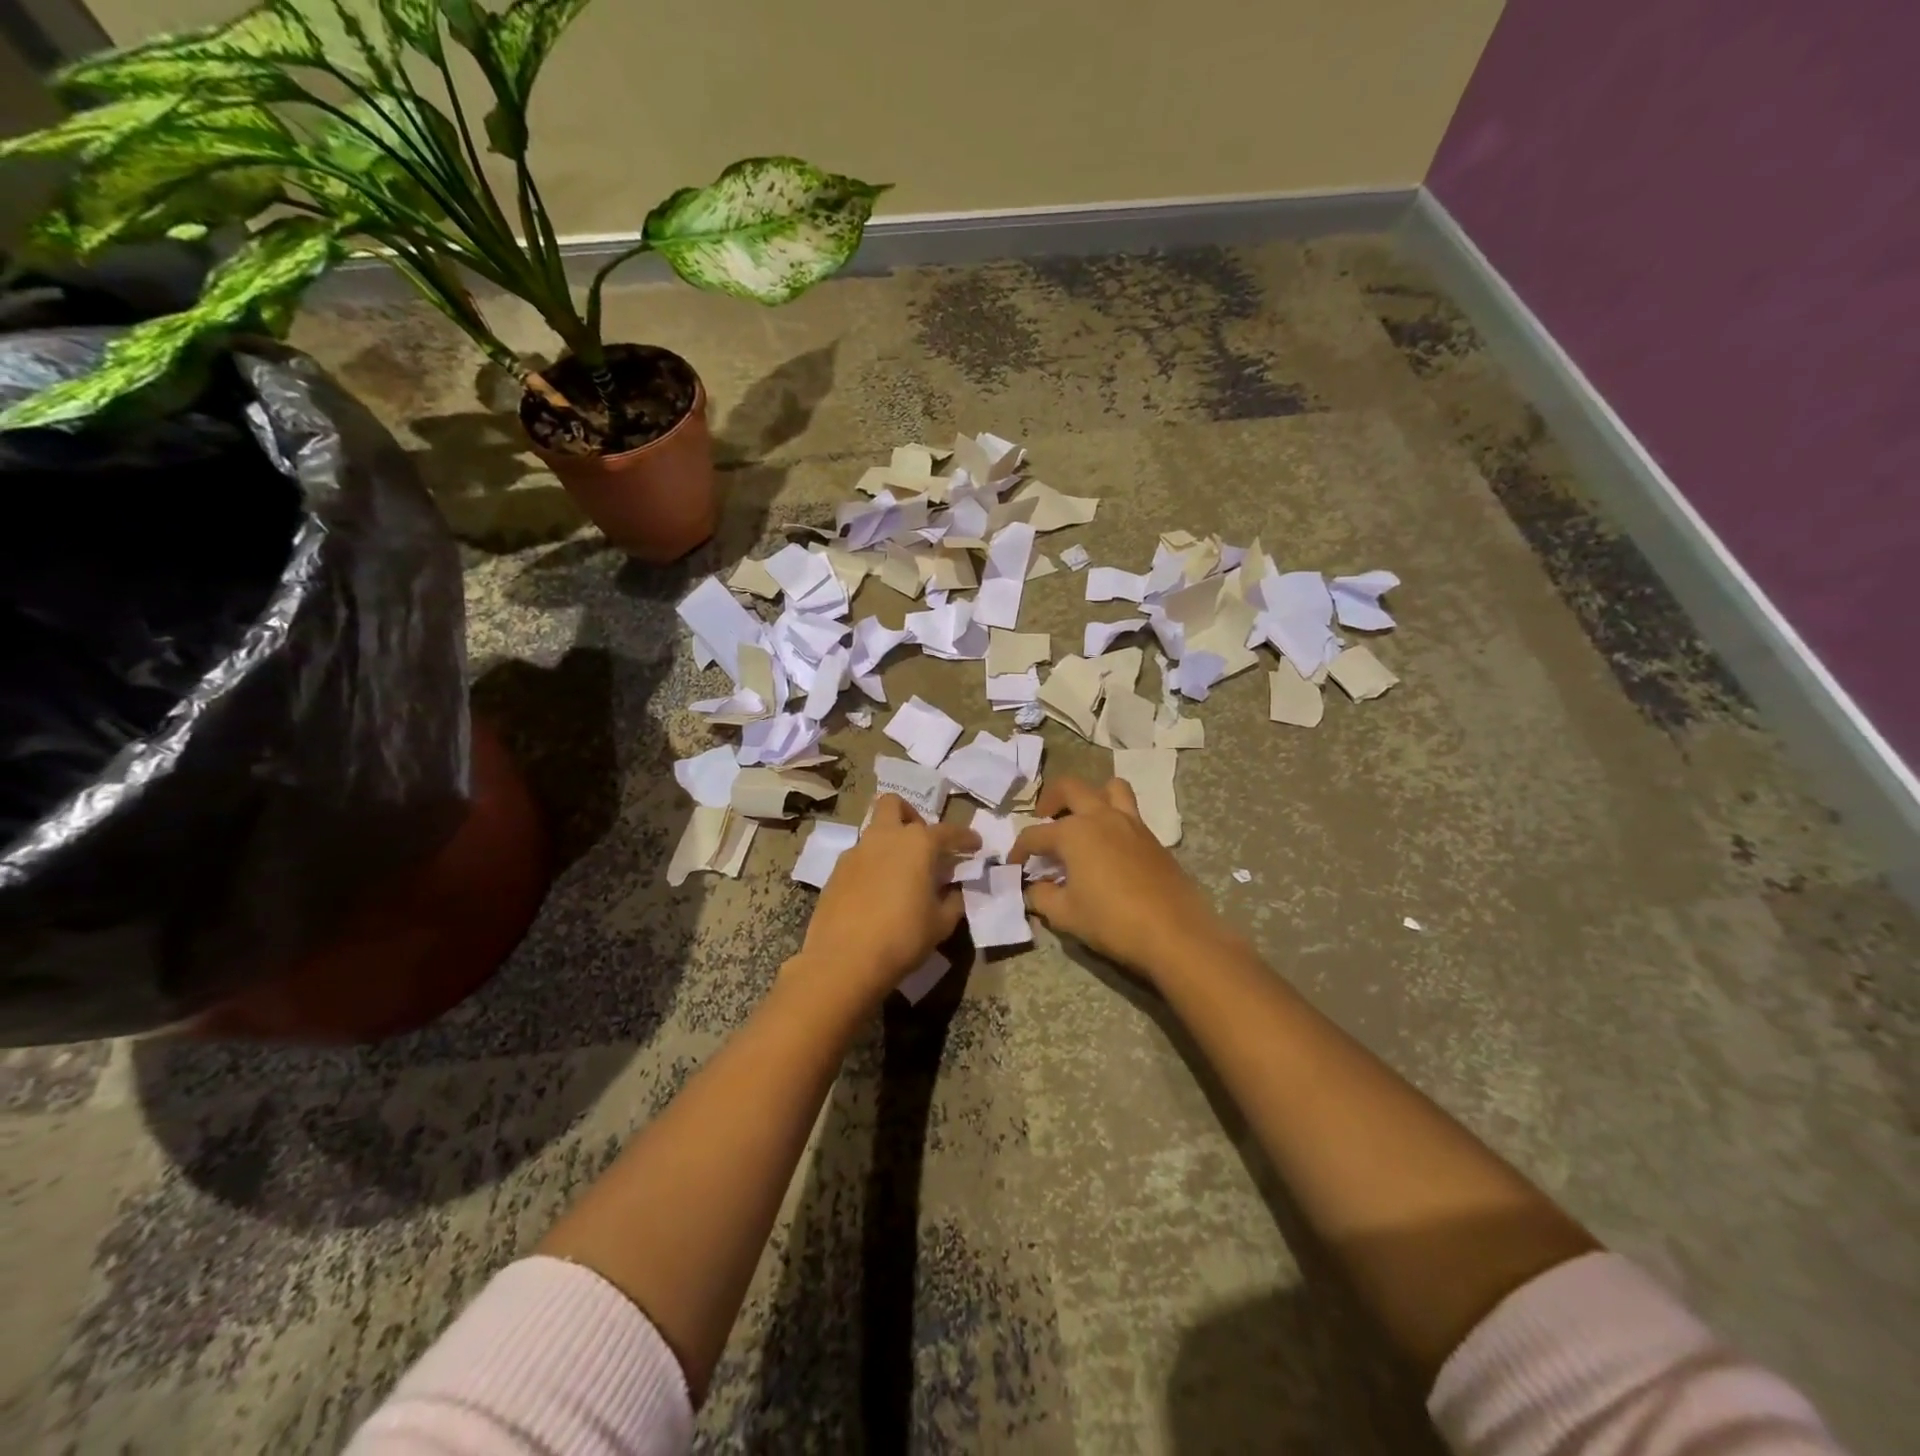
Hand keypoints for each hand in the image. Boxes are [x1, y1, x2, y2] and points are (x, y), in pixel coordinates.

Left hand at [795, 795, 979, 1005]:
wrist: (844, 960)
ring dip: (889, 841)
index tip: (975, 845)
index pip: (948, 831)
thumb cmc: (903, 937)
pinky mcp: (835, 872)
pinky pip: (859, 857)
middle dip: (910, 815)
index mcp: (918, 844)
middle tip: (922, 844)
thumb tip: (952, 889)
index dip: (965, 838)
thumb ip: (952, 900)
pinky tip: (877, 892)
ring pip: (874, 831)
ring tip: (901, 872)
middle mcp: (885, 837)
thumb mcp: (941, 923)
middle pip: (894, 805)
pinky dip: (872, 865)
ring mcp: (856, 852)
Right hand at [1009, 777, 1235, 984]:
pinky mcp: (1152, 838)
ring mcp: (1131, 823)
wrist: (1175, 933)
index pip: (1035, 835)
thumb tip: (1033, 889)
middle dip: (1050, 800)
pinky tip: (1108, 847)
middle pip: (1070, 788)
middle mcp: (1101, 817)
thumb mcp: (1066, 915)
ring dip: (1091, 796)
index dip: (1019, 850)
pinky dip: (1113, 817)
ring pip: (1109, 788)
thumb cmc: (1112, 921)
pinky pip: (1129, 812)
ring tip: (1082, 819)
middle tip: (1043, 819)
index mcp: (1074, 832)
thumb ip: (1042, 897)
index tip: (1014, 866)